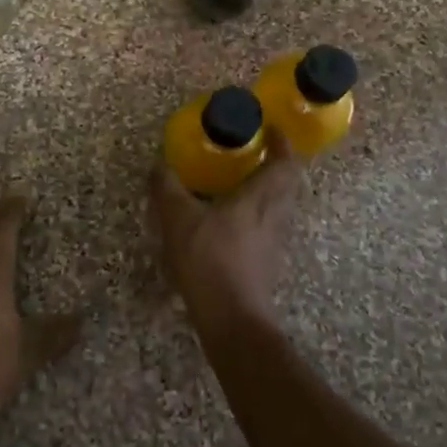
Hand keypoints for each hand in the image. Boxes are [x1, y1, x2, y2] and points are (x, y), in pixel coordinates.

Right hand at [150, 130, 302, 329]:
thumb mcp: (178, 218)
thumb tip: (159, 165)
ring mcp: (276, 241)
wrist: (231, 318)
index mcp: (261, 197)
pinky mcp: (269, 262)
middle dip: (276, 164)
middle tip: (254, 153)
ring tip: (241, 183)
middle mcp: (276, 215)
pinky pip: (269, 226)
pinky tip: (233, 221)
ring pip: (280, 206)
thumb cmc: (209, 259)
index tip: (271, 129)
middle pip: (288, 183)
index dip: (282, 143)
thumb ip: (167, 188)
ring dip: (268, 190)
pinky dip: (257, 214)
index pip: (285, 162)